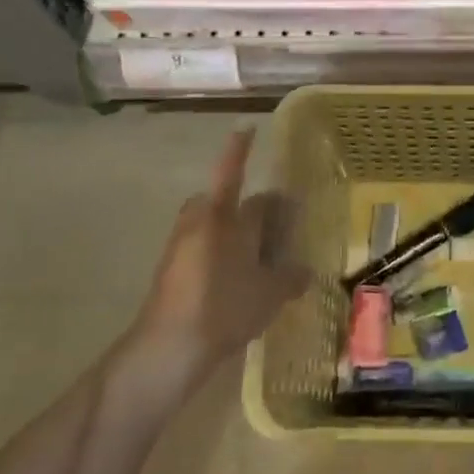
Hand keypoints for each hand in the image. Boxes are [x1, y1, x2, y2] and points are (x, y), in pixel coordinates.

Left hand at [136, 127, 306, 376]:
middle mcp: (199, 222)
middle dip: (246, 205)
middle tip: (275, 223)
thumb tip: (304, 270)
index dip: (240, 150)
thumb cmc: (225, 307)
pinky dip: (221, 254)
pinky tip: (238, 280)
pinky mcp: (171, 270)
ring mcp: (181, 246)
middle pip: (223, 200)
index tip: (245, 127)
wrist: (168, 346)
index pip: (235, 173)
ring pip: (212, 226)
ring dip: (233, 232)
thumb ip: (290, 277)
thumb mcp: (270, 293)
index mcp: (224, 217)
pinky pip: (203, 248)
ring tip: (260, 255)